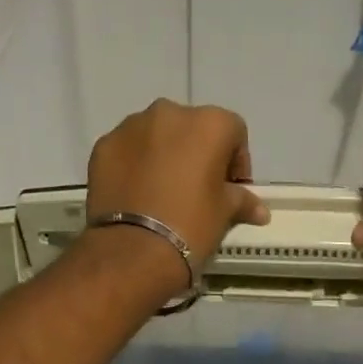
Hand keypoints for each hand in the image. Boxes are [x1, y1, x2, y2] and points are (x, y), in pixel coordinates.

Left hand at [84, 99, 269, 284]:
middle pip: (192, 128)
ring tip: (163, 192)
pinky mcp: (103, 146)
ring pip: (156, 135)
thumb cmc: (191, 226)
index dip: (236, 162)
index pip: (233, 132)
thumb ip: (242, 200)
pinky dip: (135, 165)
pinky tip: (137, 194)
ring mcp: (131, 127)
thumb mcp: (224, 213)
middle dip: (198, 153)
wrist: (133, 250)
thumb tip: (259, 209)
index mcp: (208, 123)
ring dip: (164, 155)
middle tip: (197, 189)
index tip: (231, 189)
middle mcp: (169, 113)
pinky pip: (128, 150)